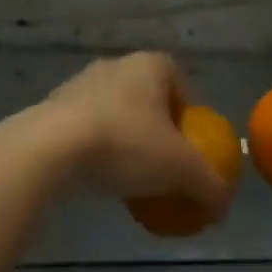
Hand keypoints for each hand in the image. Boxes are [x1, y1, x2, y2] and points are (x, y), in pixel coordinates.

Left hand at [32, 53, 231, 211]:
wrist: (48, 150)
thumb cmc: (125, 144)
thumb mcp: (180, 170)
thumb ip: (209, 185)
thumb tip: (223, 206)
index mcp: (149, 65)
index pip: (178, 78)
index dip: (188, 109)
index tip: (191, 142)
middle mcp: (115, 66)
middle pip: (145, 96)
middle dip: (156, 127)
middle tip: (163, 163)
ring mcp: (78, 85)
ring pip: (113, 112)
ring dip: (124, 139)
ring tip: (130, 177)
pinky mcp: (50, 109)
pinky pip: (84, 128)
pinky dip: (95, 150)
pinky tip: (98, 179)